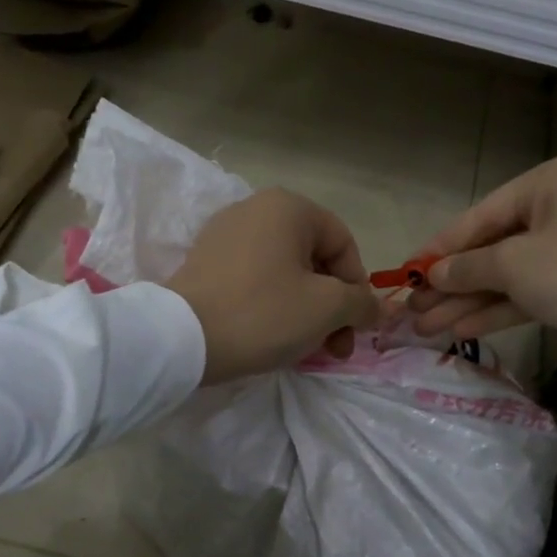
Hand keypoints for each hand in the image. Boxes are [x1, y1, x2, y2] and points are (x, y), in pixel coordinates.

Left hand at [167, 189, 382, 384]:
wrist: (181, 338)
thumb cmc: (263, 313)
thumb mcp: (327, 308)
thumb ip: (361, 302)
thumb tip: (375, 307)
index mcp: (288, 206)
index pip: (343, 243)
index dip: (357, 287)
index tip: (355, 326)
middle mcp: (254, 209)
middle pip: (313, 259)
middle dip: (332, 307)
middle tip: (335, 348)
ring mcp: (224, 235)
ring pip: (285, 273)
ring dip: (306, 311)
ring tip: (306, 349)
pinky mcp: (204, 264)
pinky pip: (254, 281)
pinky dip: (272, 306)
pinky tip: (273, 338)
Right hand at [406, 154, 556, 338]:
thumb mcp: (516, 265)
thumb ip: (467, 269)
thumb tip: (432, 274)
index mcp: (546, 183)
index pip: (477, 217)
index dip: (437, 249)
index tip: (404, 273)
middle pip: (490, 248)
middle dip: (449, 284)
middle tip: (411, 310)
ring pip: (507, 274)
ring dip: (467, 302)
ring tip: (425, 328)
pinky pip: (530, 290)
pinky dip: (498, 308)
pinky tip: (460, 328)